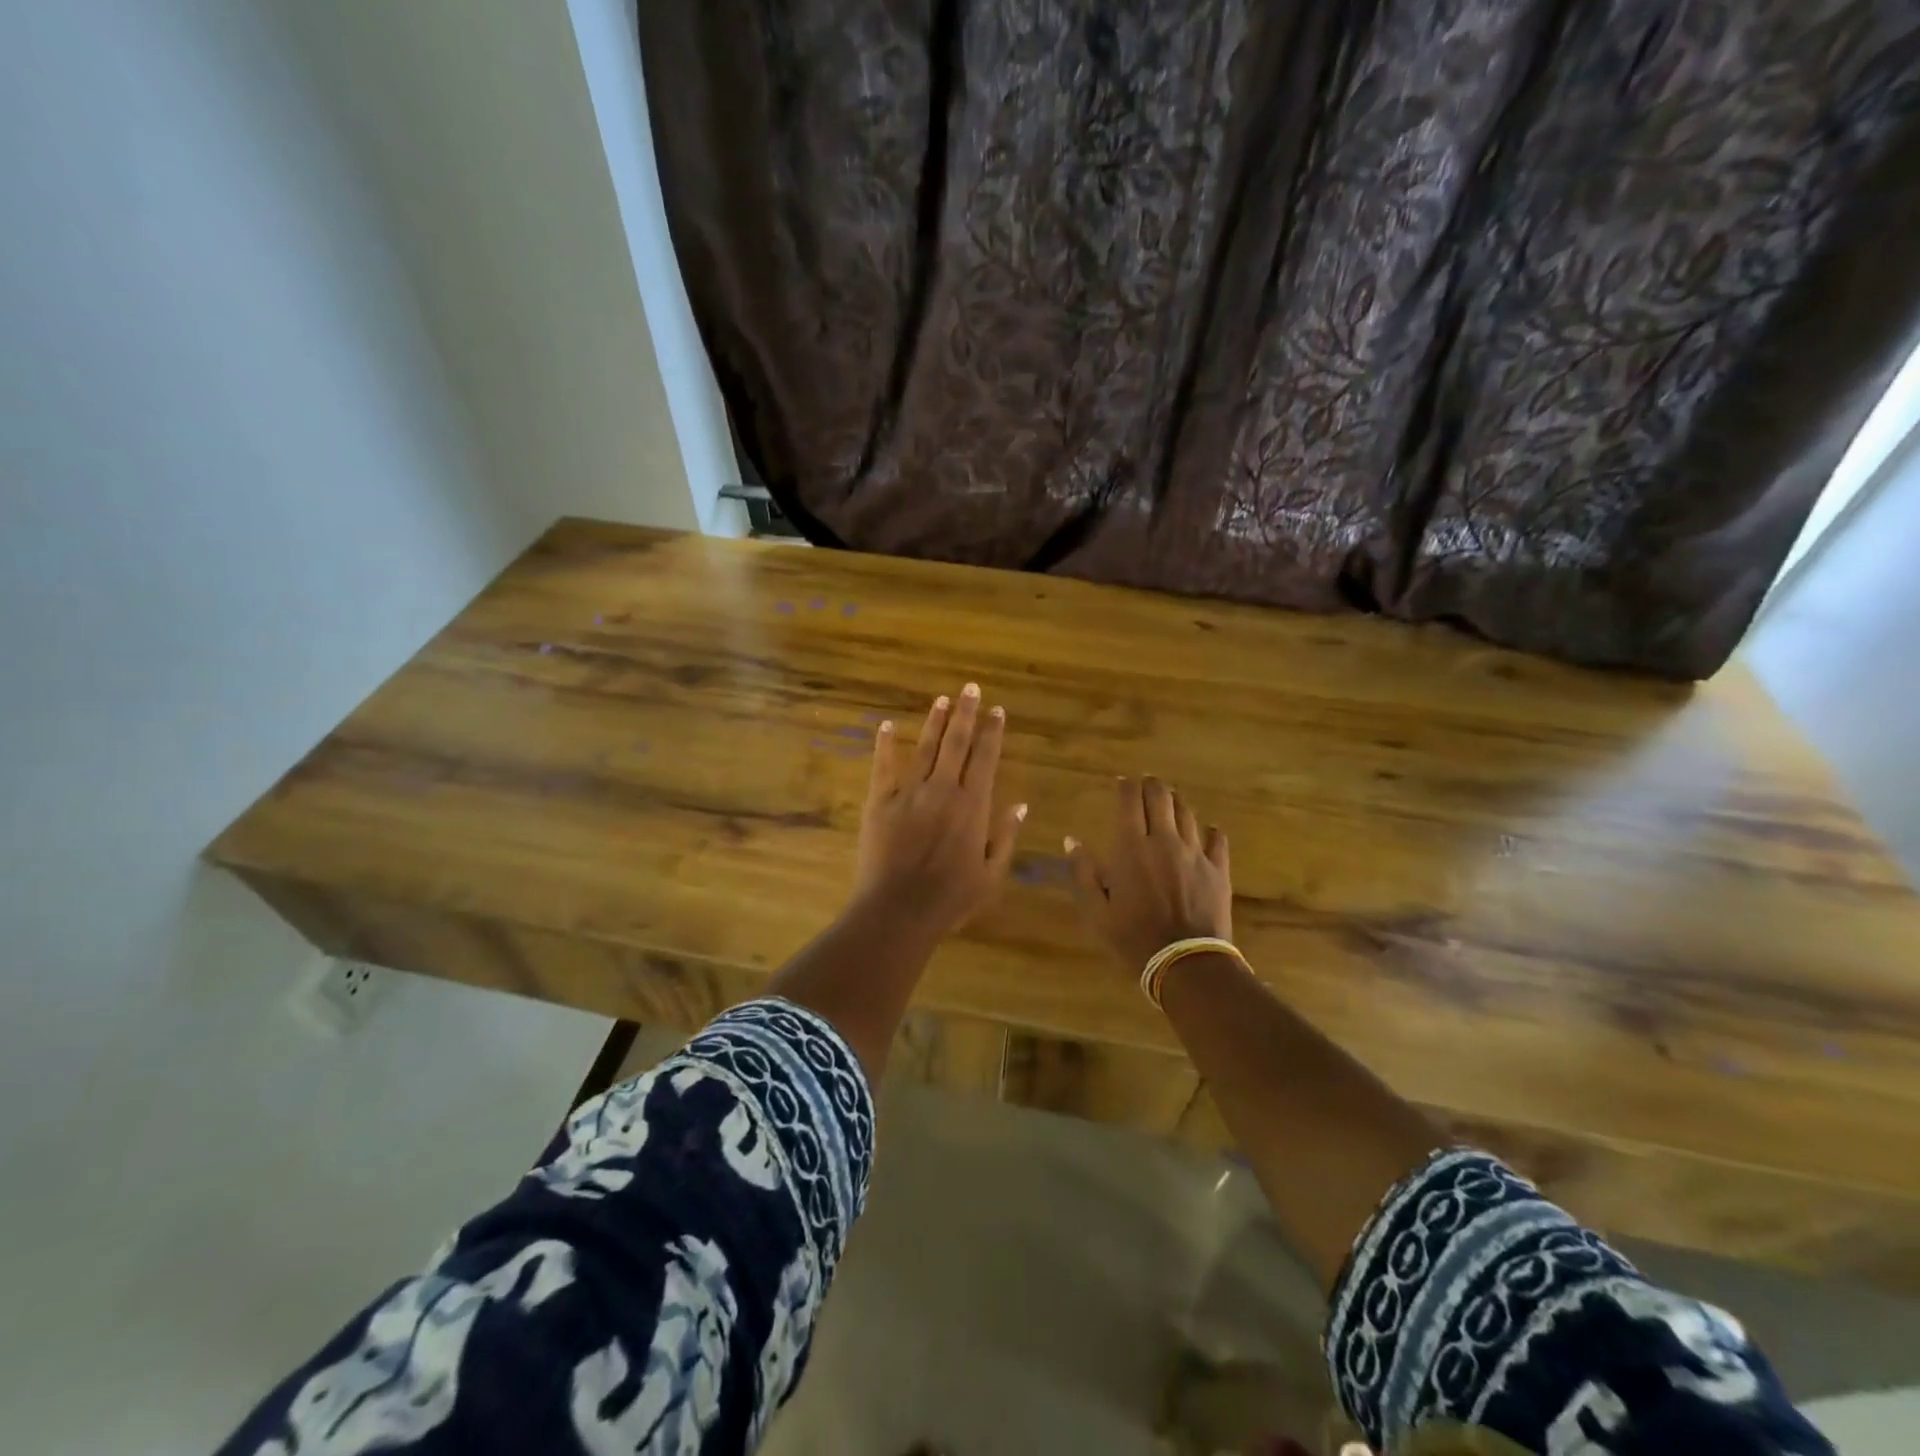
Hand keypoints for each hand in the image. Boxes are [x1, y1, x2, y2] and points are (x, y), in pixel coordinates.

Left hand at [854, 683, 1026, 938]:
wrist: (899, 911)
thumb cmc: (951, 898)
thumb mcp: (992, 875)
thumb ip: (1006, 837)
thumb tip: (1020, 805)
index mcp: (973, 806)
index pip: (986, 758)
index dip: (992, 732)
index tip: (997, 711)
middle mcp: (943, 790)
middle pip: (956, 743)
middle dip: (966, 713)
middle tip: (970, 688)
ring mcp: (909, 793)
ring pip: (925, 748)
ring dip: (934, 722)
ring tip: (942, 700)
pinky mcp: (880, 802)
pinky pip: (883, 766)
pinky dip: (885, 744)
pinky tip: (886, 724)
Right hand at [1065, 777, 1232, 969]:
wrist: (1185, 962)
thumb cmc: (1133, 937)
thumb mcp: (1095, 911)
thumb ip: (1082, 872)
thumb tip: (1072, 841)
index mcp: (1132, 847)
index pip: (1130, 801)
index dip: (1126, 786)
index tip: (1122, 782)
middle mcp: (1165, 841)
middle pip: (1162, 798)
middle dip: (1152, 785)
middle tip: (1147, 783)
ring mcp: (1195, 854)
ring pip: (1188, 814)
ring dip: (1177, 802)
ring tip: (1171, 800)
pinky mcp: (1218, 870)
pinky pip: (1217, 840)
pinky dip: (1211, 831)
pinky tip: (1209, 830)